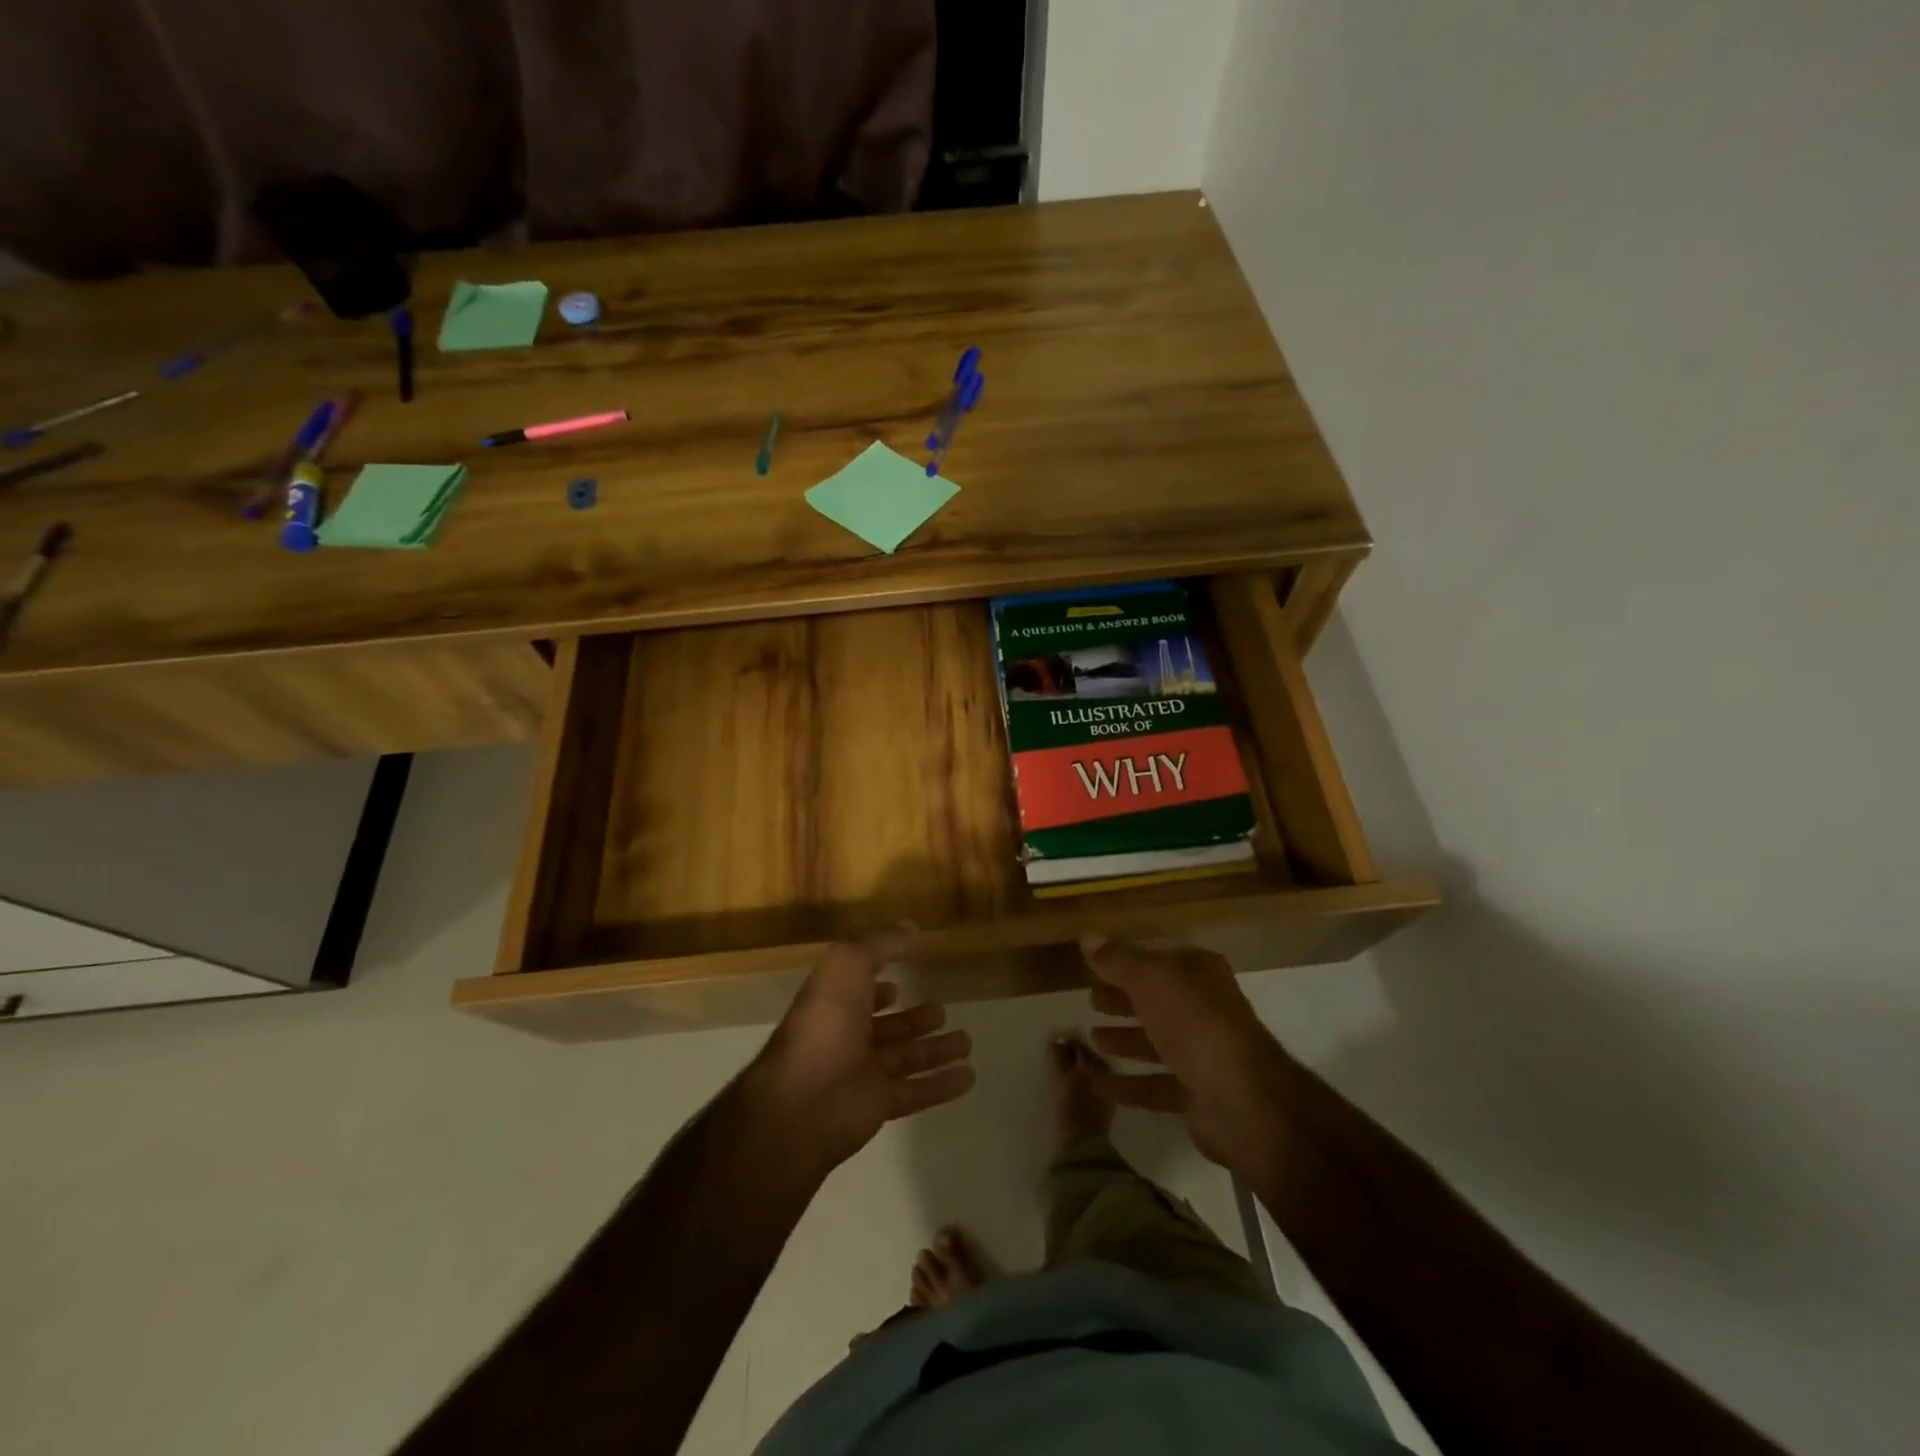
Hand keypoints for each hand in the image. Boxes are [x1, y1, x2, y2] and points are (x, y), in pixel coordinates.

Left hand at [745, 935, 975, 1178]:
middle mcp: (846, 1036)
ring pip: (905, 1058)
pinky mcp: (878, 1105)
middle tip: (941, 1010)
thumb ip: (882, 943)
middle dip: (912, 1019)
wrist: (804, 1101)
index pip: (857, 989)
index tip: (901, 979)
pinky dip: (941, 1084)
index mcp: (834, 1002)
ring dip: (935, 1050)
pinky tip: (969, 1076)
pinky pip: (916, 1091)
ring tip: (966, 1041)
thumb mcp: (849, 964)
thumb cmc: (826, 1023)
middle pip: (886, 1027)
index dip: (875, 983)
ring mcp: (861, 1073)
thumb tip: (913, 928)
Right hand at [1078, 935, 1294, 1180]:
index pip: (1158, 960)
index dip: (1126, 961)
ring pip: (1156, 1042)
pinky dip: (1128, 1084)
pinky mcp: (1198, 1094)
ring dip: (1124, 1039)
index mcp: (1200, 974)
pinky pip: (1155, 1084)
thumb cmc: (1195, 1023)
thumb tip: (1087, 936)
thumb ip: (1117, 960)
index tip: (1093, 966)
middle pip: (1157, 1000)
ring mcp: (1204, 1054)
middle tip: (1090, 1000)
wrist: (1242, 1099)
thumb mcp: (1150, 980)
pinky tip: (1098, 1083)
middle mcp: (1205, 1009)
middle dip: (1123, 999)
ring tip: (1091, 1038)